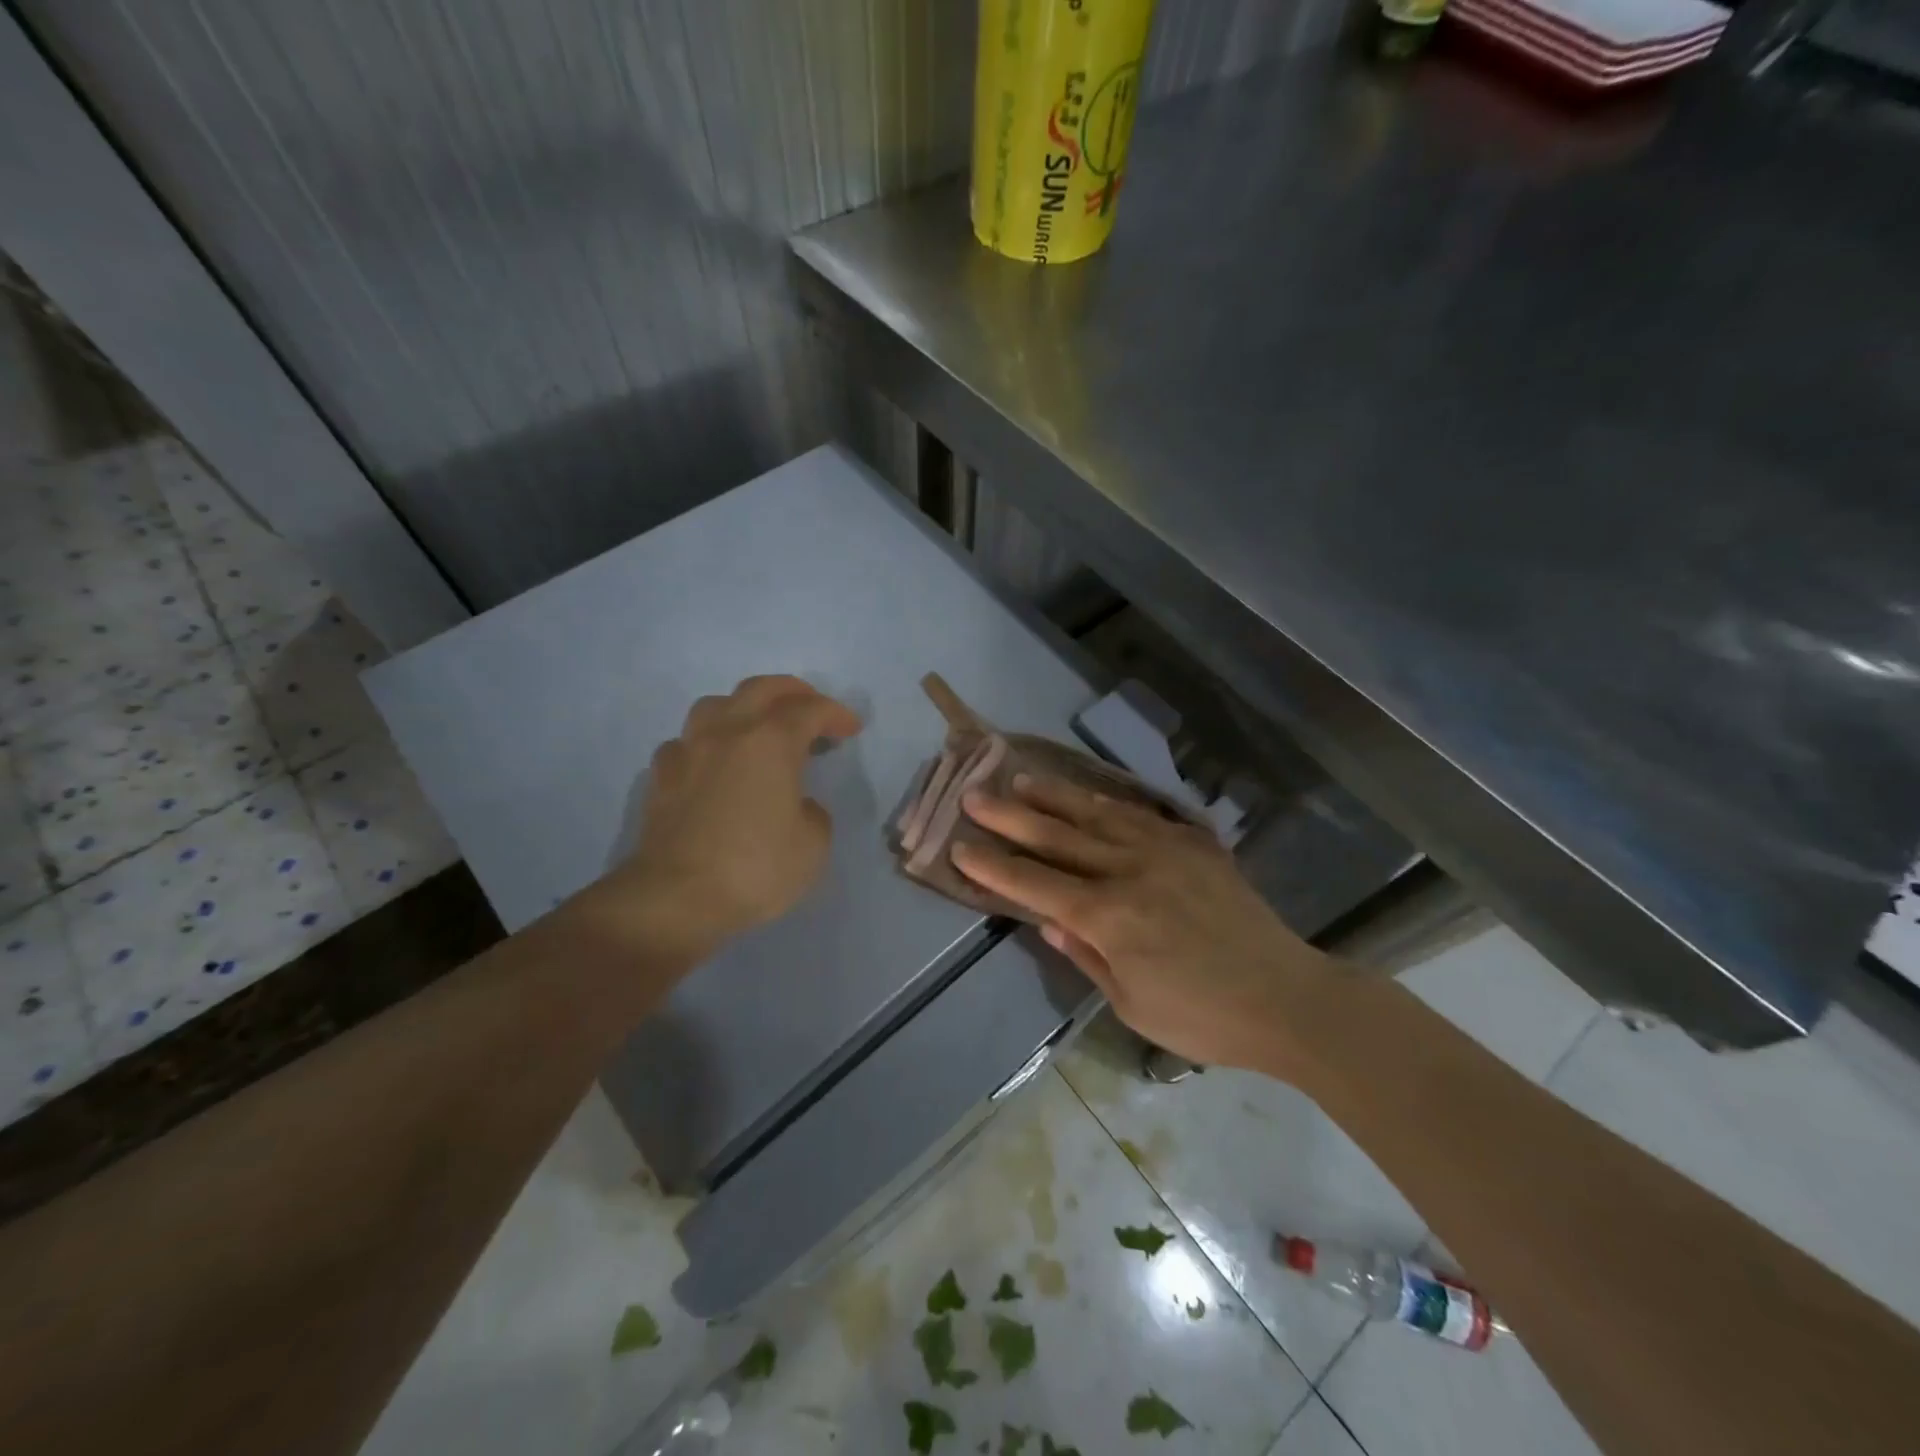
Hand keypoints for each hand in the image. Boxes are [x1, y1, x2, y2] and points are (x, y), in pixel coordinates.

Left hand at [592, 675, 861, 960]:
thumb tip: (797, 805)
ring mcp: (688, 751)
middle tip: (811, 707)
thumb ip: (813, 813)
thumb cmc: (755, 869)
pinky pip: (686, 742)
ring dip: (743, 707)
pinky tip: (712, 763)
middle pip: (760, 689)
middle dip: (793, 692)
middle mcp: (728, 733)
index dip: (836, 714)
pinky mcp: (660, 777)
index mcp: (771, 742)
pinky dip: (706, 743)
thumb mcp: (813, 846)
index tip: (851, 729)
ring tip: (757, 727)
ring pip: (715, 705)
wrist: (676, 898)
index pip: (810, 710)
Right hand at [953, 775, 1329, 1074]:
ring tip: (1020, 779)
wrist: (1285, 997)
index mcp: (1108, 916)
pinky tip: (1088, 794)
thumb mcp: (1130, 1003)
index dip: (993, 865)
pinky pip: (1139, 814)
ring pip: (1095, 813)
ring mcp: (1163, 850)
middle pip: (1056, 837)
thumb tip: (1047, 921)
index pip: (1034, 883)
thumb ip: (1086, 956)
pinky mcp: (1193, 844)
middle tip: (974, 794)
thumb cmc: (1202, 1017)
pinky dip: (1106, 801)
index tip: (960, 845)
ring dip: (1053, 795)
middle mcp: (1128, 870)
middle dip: (1010, 816)